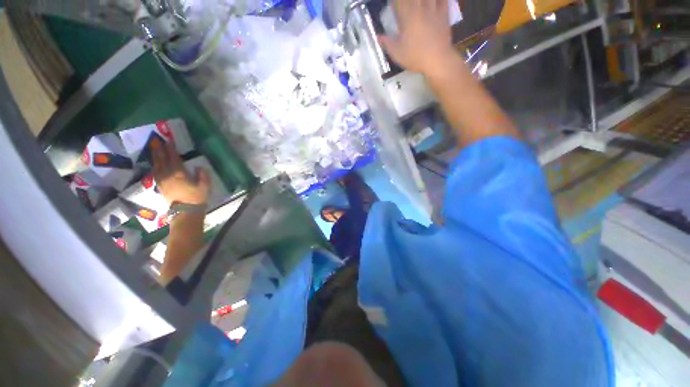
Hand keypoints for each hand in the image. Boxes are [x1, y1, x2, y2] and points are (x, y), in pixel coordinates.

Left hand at [152, 139, 209, 204]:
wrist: (185, 212)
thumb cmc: (196, 198)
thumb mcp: (204, 186)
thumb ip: (203, 176)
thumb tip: (199, 167)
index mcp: (179, 174)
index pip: (173, 158)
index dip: (171, 149)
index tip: (169, 141)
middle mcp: (168, 175)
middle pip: (161, 160)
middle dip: (159, 150)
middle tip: (157, 142)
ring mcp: (162, 181)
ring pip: (156, 166)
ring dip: (155, 157)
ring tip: (154, 150)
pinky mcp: (160, 186)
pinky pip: (155, 173)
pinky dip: (155, 166)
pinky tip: (155, 164)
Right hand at [378, 0, 457, 77]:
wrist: (437, 60)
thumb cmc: (415, 57)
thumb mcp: (397, 53)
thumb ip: (387, 43)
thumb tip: (377, 37)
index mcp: (407, 16)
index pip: (400, 1)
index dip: (396, 3)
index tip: (394, 6)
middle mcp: (420, 8)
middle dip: (407, 1)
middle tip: (405, 6)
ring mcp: (434, 10)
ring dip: (422, 0)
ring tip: (418, 4)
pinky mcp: (444, 14)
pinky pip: (443, 0)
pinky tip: (435, 2)